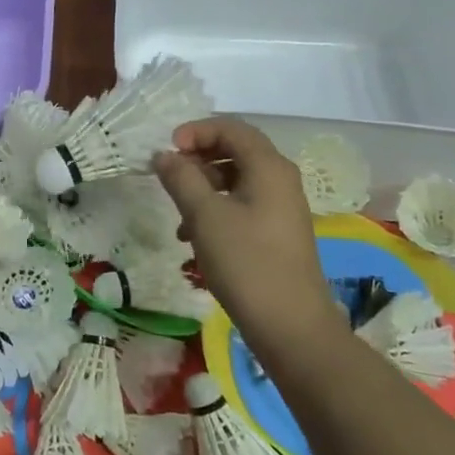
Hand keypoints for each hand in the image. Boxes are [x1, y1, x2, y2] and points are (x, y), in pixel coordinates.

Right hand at [153, 118, 340, 343]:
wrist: (291, 327)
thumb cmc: (247, 263)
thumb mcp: (204, 216)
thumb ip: (181, 178)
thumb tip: (163, 155)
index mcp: (268, 167)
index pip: (231, 127)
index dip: (196, 131)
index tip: (167, 150)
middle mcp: (280, 179)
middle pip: (235, 150)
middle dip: (197, 158)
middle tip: (169, 175)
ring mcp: (281, 207)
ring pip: (236, 179)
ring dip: (203, 187)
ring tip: (177, 213)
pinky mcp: (277, 232)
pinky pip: (242, 204)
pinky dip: (216, 210)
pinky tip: (194, 238)